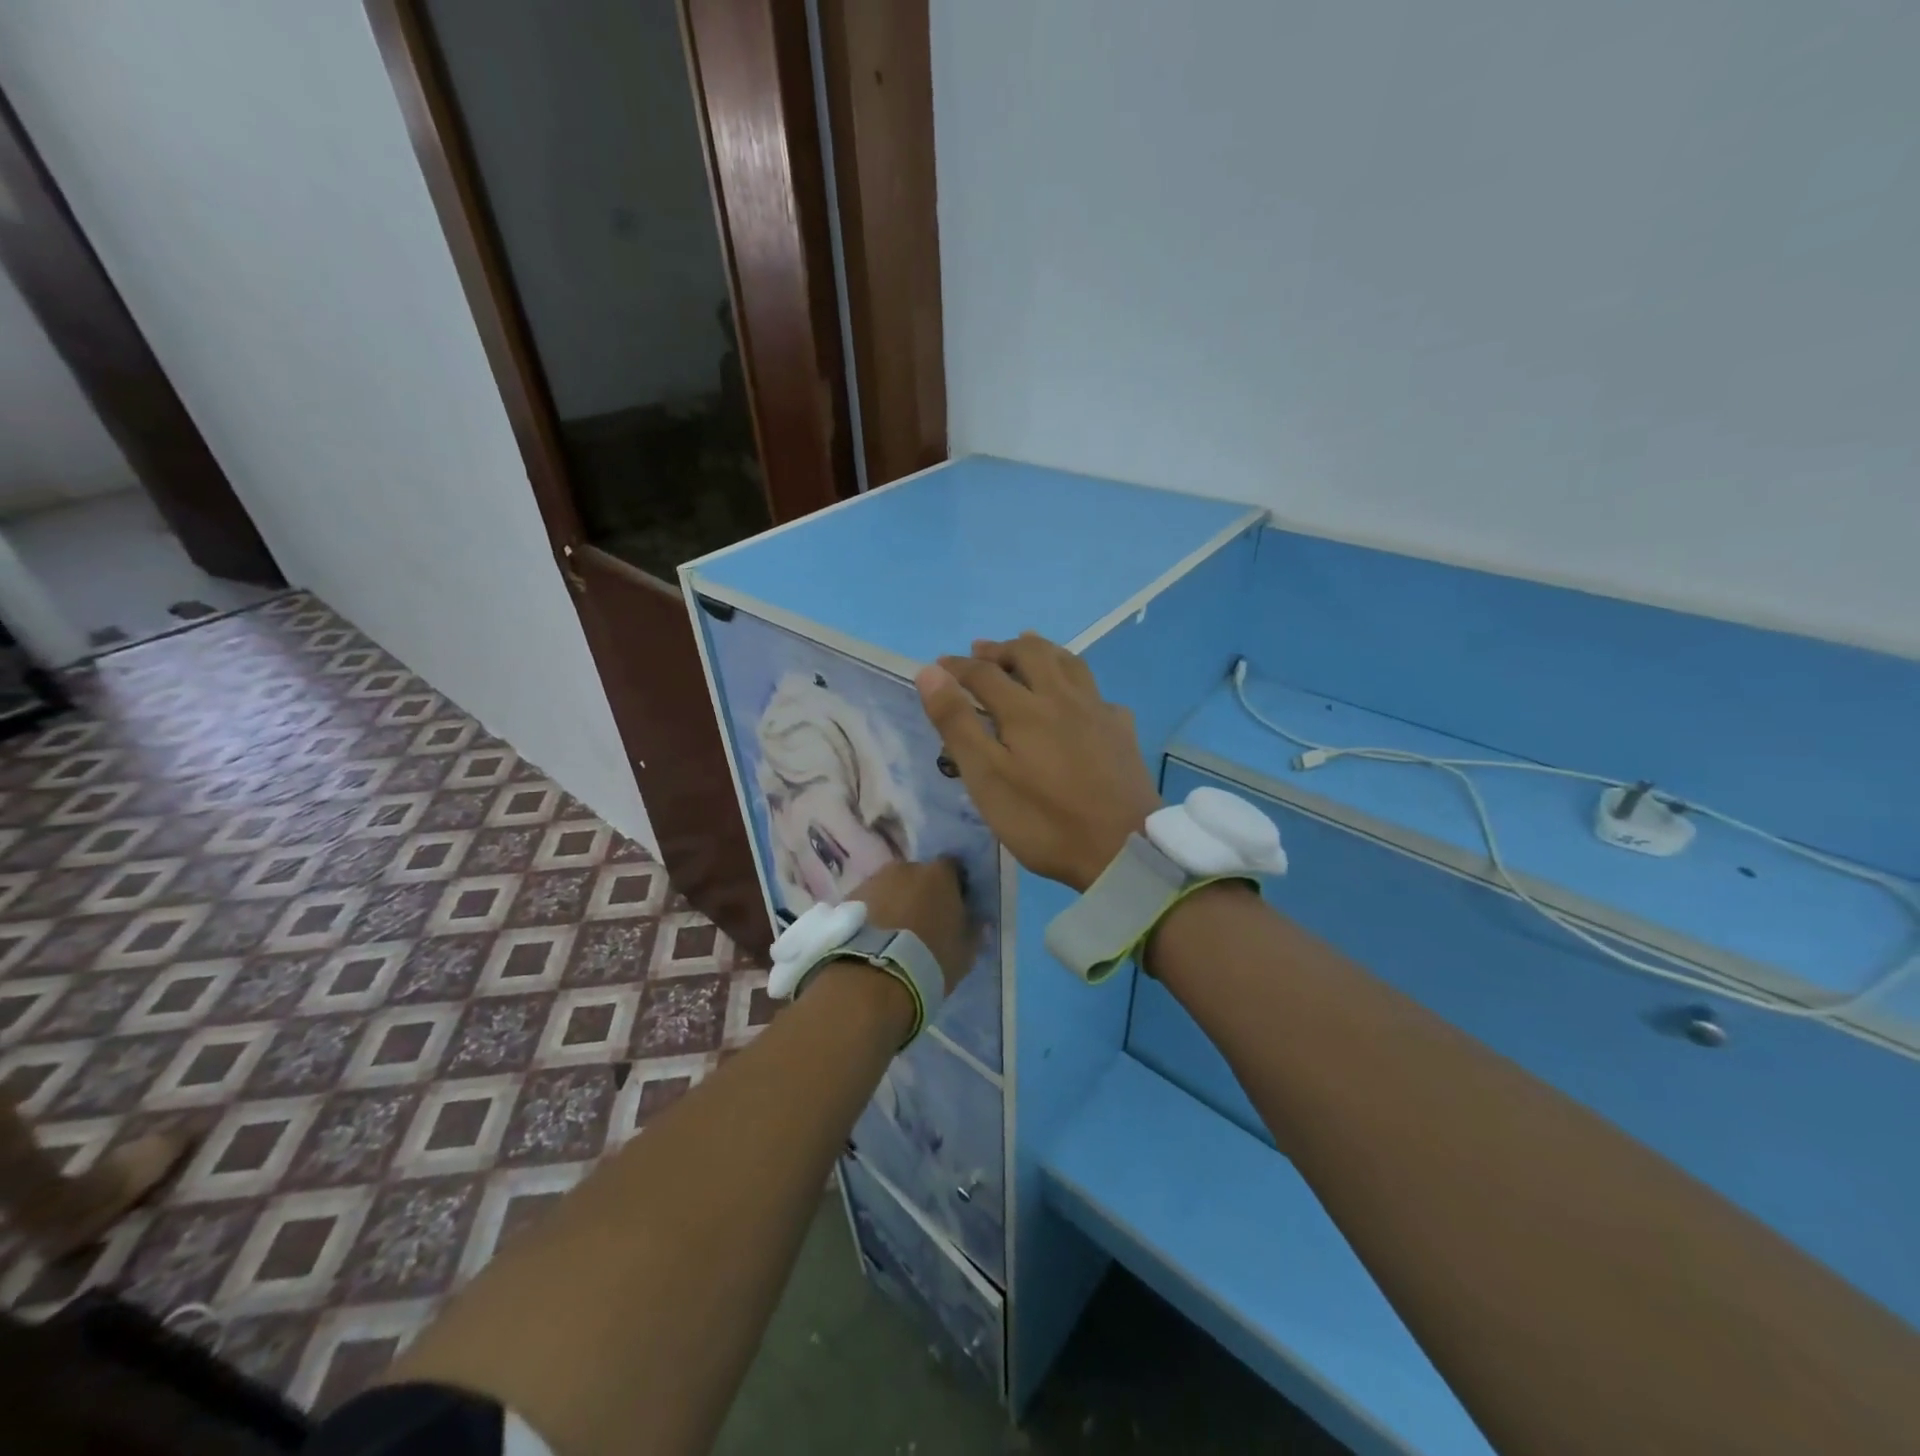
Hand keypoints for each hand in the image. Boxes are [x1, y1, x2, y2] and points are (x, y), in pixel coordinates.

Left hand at [846, 858, 975, 995]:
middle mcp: (906, 867)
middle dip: (921, 893)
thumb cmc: (929, 961)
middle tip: (922, 922)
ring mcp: (874, 880)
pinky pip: (868, 901)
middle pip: (918, 875)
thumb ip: (975, 932)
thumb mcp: (964, 953)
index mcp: (940, 874)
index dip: (955, 886)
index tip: (955, 907)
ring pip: (890, 887)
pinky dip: (872, 913)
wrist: (873, 978)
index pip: (953, 868)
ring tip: (893, 933)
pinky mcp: (848, 897)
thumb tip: (980, 921)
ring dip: (894, 901)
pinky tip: (872, 938)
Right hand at [916, 633, 1160, 891]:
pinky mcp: (1122, 732)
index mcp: (1025, 709)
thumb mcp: (987, 778)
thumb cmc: (1045, 820)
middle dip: (1001, 650)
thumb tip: (931, 672)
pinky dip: (1078, 684)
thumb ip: (958, 724)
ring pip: (1069, 663)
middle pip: (1031, 655)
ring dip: (1042, 650)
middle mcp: (1063, 698)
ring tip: (1028, 648)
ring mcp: (1098, 711)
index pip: (984, 673)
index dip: (957, 667)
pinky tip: (1079, 698)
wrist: (1124, 848)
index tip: (939, 666)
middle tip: (981, 651)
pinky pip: (1097, 693)